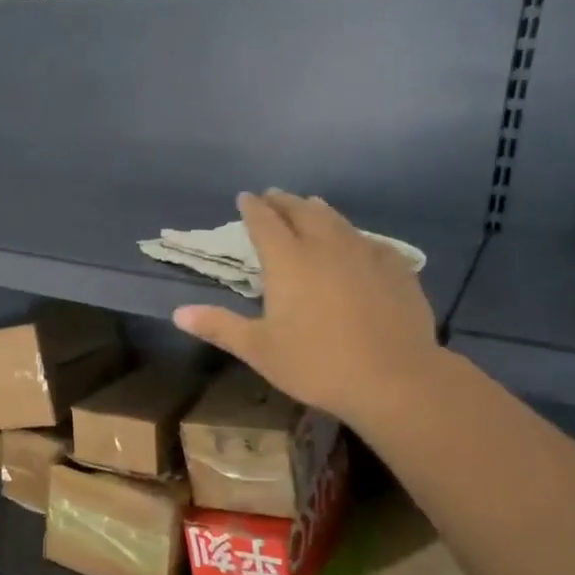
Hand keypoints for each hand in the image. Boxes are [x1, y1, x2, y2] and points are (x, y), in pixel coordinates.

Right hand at [173, 191, 439, 427]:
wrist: (394, 378)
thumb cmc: (316, 363)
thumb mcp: (259, 349)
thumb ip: (219, 327)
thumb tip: (178, 313)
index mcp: (288, 262)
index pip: (265, 223)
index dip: (252, 208)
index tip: (245, 197)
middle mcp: (325, 247)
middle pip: (302, 213)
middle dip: (284, 202)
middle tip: (273, 195)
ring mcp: (365, 255)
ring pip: (338, 221)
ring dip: (319, 210)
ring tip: (310, 205)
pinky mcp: (396, 270)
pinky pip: (371, 242)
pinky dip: (354, 235)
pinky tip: (358, 242)